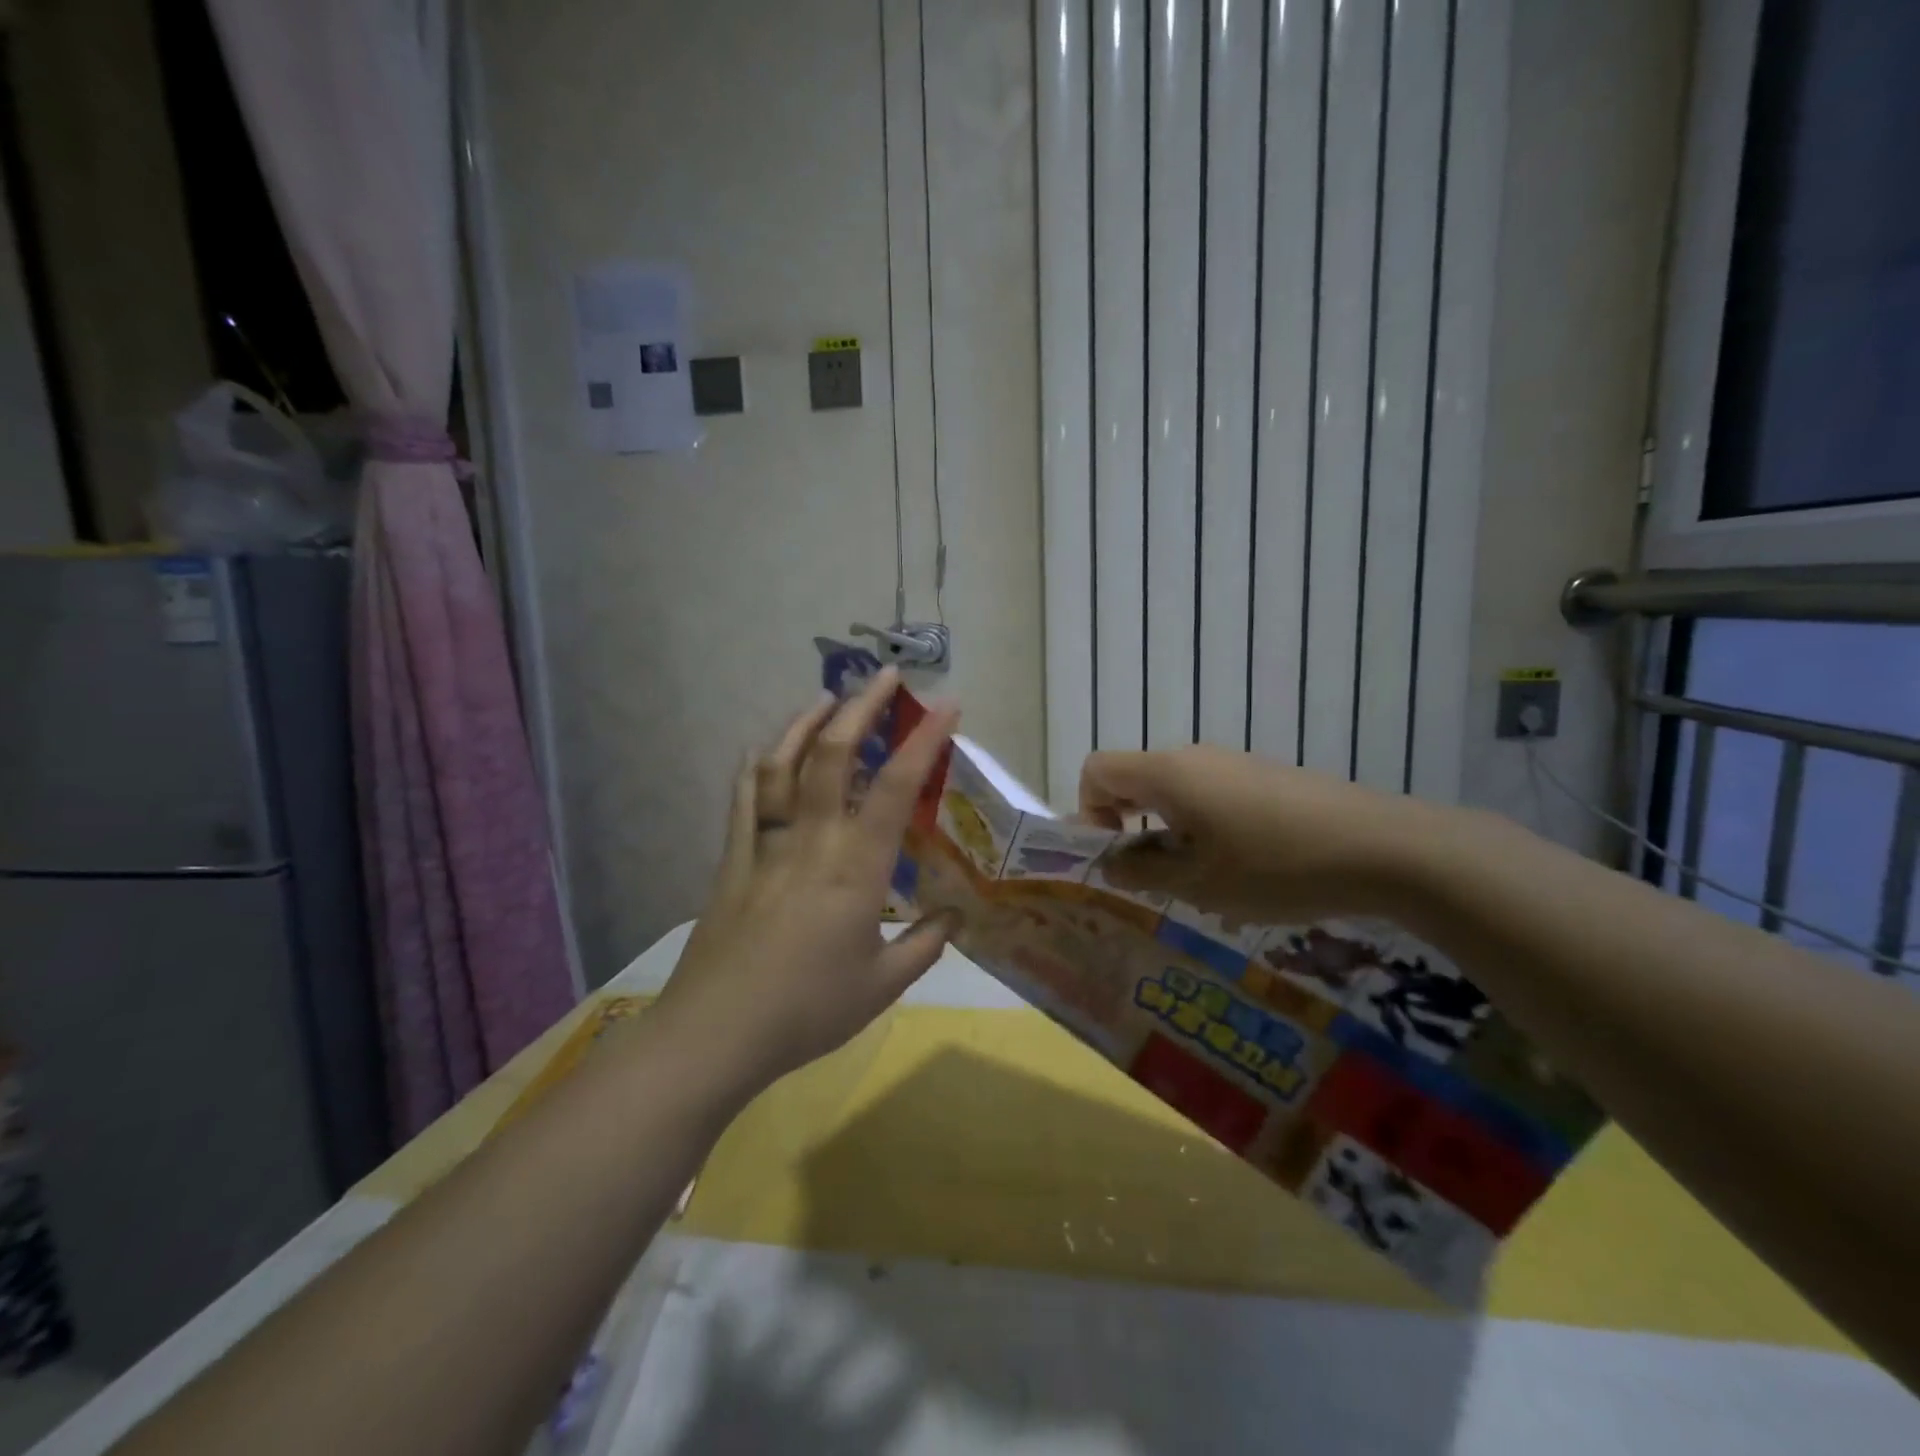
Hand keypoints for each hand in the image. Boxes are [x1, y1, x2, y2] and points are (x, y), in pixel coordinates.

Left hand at [654, 669, 961, 1098]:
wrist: (717, 1032)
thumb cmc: (807, 1010)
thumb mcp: (882, 985)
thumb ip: (924, 945)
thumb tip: (952, 917)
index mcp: (856, 867)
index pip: (896, 787)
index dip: (924, 740)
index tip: (947, 704)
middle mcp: (811, 840)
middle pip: (832, 756)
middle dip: (861, 708)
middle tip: (882, 676)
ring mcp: (766, 844)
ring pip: (783, 766)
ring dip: (805, 723)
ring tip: (827, 697)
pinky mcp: (733, 859)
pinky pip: (744, 799)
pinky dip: (756, 765)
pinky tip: (763, 748)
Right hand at [1080, 745, 1450, 926]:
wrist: (1383, 847)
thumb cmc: (1275, 866)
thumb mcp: (1199, 883)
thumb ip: (1142, 871)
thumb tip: (1110, 863)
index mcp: (1168, 774)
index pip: (1097, 769)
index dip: (1088, 810)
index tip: (1114, 856)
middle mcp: (1194, 758)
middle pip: (1134, 778)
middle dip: (1127, 825)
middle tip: (1150, 878)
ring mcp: (1234, 764)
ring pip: (1175, 790)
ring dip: (1167, 830)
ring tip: (1198, 881)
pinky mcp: (1265, 777)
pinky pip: (1211, 794)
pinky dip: (1202, 826)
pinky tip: (1240, 869)